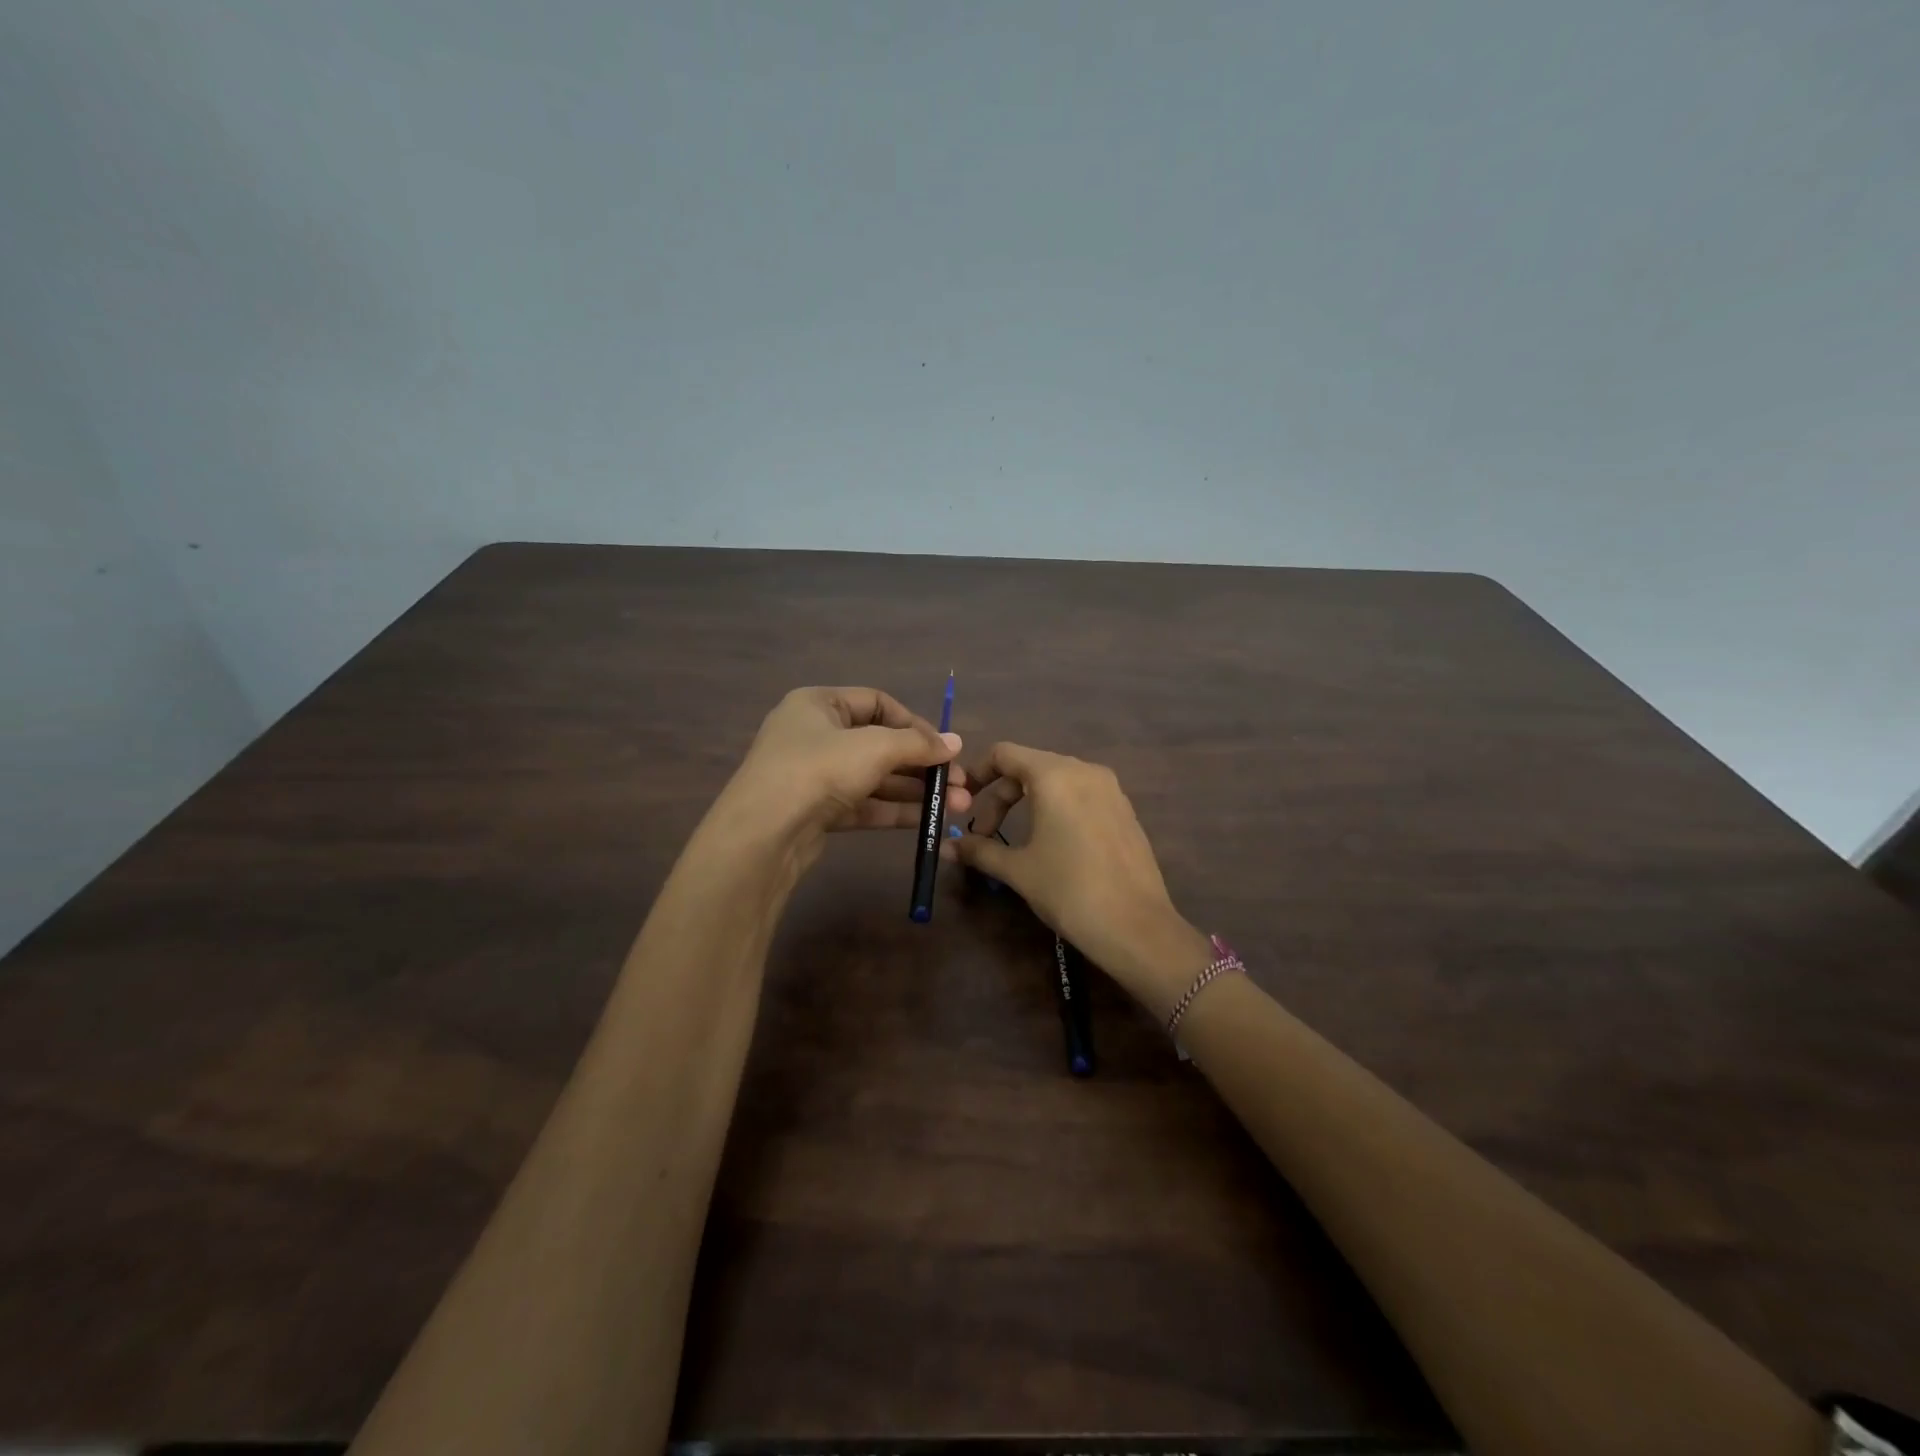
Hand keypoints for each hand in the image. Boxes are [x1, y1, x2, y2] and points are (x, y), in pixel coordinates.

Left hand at [714, 687, 970, 866]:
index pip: (877, 703)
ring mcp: (814, 775)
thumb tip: (956, 742)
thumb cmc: (818, 770)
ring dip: (915, 791)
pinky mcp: (817, 811)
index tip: (945, 747)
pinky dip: (894, 810)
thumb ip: (918, 744)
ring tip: (957, 807)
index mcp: (819, 704)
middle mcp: (815, 735)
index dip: (915, 723)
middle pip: (879, 744)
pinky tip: (927, 821)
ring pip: (874, 778)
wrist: (763, 834)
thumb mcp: (874, 748)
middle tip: (960, 784)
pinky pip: (863, 804)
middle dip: (922, 765)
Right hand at [941, 743, 1209, 1016]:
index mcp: (1054, 775)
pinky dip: (1057, 808)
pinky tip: (1053, 843)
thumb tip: (946, 847)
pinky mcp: (1125, 809)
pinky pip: (1081, 794)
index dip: (976, 773)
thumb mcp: (1018, 870)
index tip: (962, 803)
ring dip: (1028, 801)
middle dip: (1001, 795)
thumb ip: (980, 850)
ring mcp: (1110, 788)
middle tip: (986, 834)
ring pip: (1056, 780)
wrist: (1136, 927)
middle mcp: (1084, 770)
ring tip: (1017, 839)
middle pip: (1029, 766)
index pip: (1004, 753)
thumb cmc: (1069, 890)